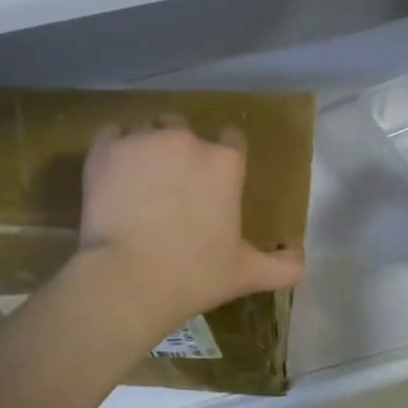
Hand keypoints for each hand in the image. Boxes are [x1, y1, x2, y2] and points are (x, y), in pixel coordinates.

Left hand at [76, 119, 303, 333]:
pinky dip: (112, 149)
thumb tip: (301, 262)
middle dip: (180, 150)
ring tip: (137, 183)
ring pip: (146, 130)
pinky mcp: (106, 149)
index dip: (222, 156)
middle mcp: (186, 140)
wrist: (128, 279)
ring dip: (145, 149)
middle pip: (184, 129)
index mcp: (225, 162)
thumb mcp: (245, 273)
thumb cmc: (194, 274)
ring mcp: (143, 140)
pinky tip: (112, 174)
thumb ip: (281, 266)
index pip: (231, 138)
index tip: (212, 179)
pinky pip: (110, 134)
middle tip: (170, 186)